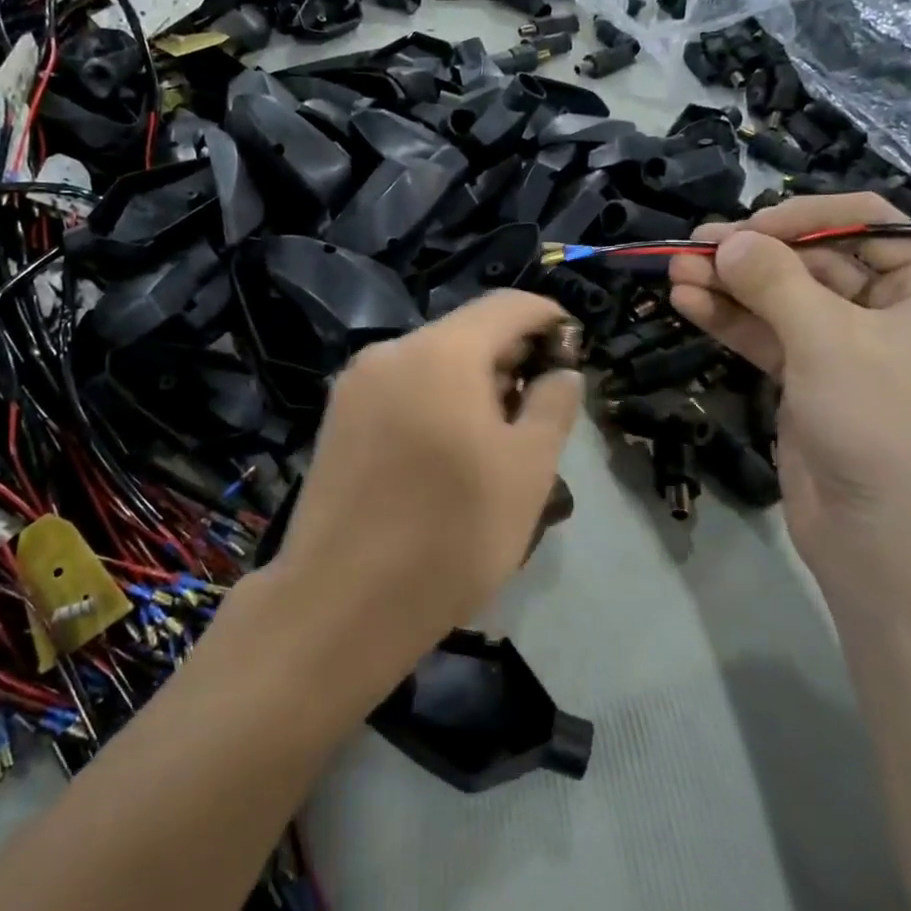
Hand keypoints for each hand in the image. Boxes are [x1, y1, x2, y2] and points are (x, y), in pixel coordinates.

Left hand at [275, 291, 581, 651]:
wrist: (340, 604)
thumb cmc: (451, 534)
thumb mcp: (528, 470)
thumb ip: (554, 405)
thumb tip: (561, 371)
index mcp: (441, 351)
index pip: (507, 305)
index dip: (549, 318)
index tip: (574, 350)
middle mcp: (390, 351)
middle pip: (466, 333)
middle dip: (511, 359)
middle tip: (539, 412)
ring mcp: (355, 385)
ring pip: (432, 363)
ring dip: (473, 385)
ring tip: (495, 442)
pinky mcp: (336, 419)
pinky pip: (401, 390)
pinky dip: (435, 402)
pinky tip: (446, 455)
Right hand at [669, 194, 910, 601]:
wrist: (886, 543)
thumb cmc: (882, 426)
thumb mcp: (828, 341)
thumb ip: (773, 282)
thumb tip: (727, 242)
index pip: (865, 224)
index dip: (802, 219)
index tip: (745, 230)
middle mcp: (893, 311)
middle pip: (814, 261)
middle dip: (752, 255)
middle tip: (692, 247)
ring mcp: (848, 348)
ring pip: (782, 299)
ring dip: (730, 285)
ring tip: (674, 270)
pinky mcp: (810, 381)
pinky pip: (768, 335)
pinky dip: (730, 319)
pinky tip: (687, 301)